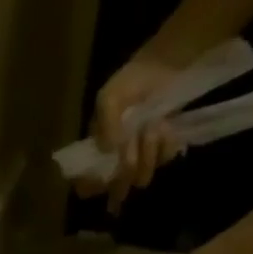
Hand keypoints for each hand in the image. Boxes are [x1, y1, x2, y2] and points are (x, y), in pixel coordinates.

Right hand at [74, 54, 183, 214]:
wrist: (165, 66)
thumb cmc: (131, 82)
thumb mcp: (109, 98)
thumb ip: (105, 124)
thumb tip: (108, 150)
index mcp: (96, 151)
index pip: (86, 185)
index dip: (93, 186)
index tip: (105, 175)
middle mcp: (115, 161)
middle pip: (117, 187)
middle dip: (127, 167)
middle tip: (133, 142)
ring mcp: (140, 159)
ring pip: (141, 178)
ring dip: (149, 152)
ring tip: (154, 125)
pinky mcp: (161, 153)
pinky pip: (163, 162)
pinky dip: (166, 145)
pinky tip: (166, 126)